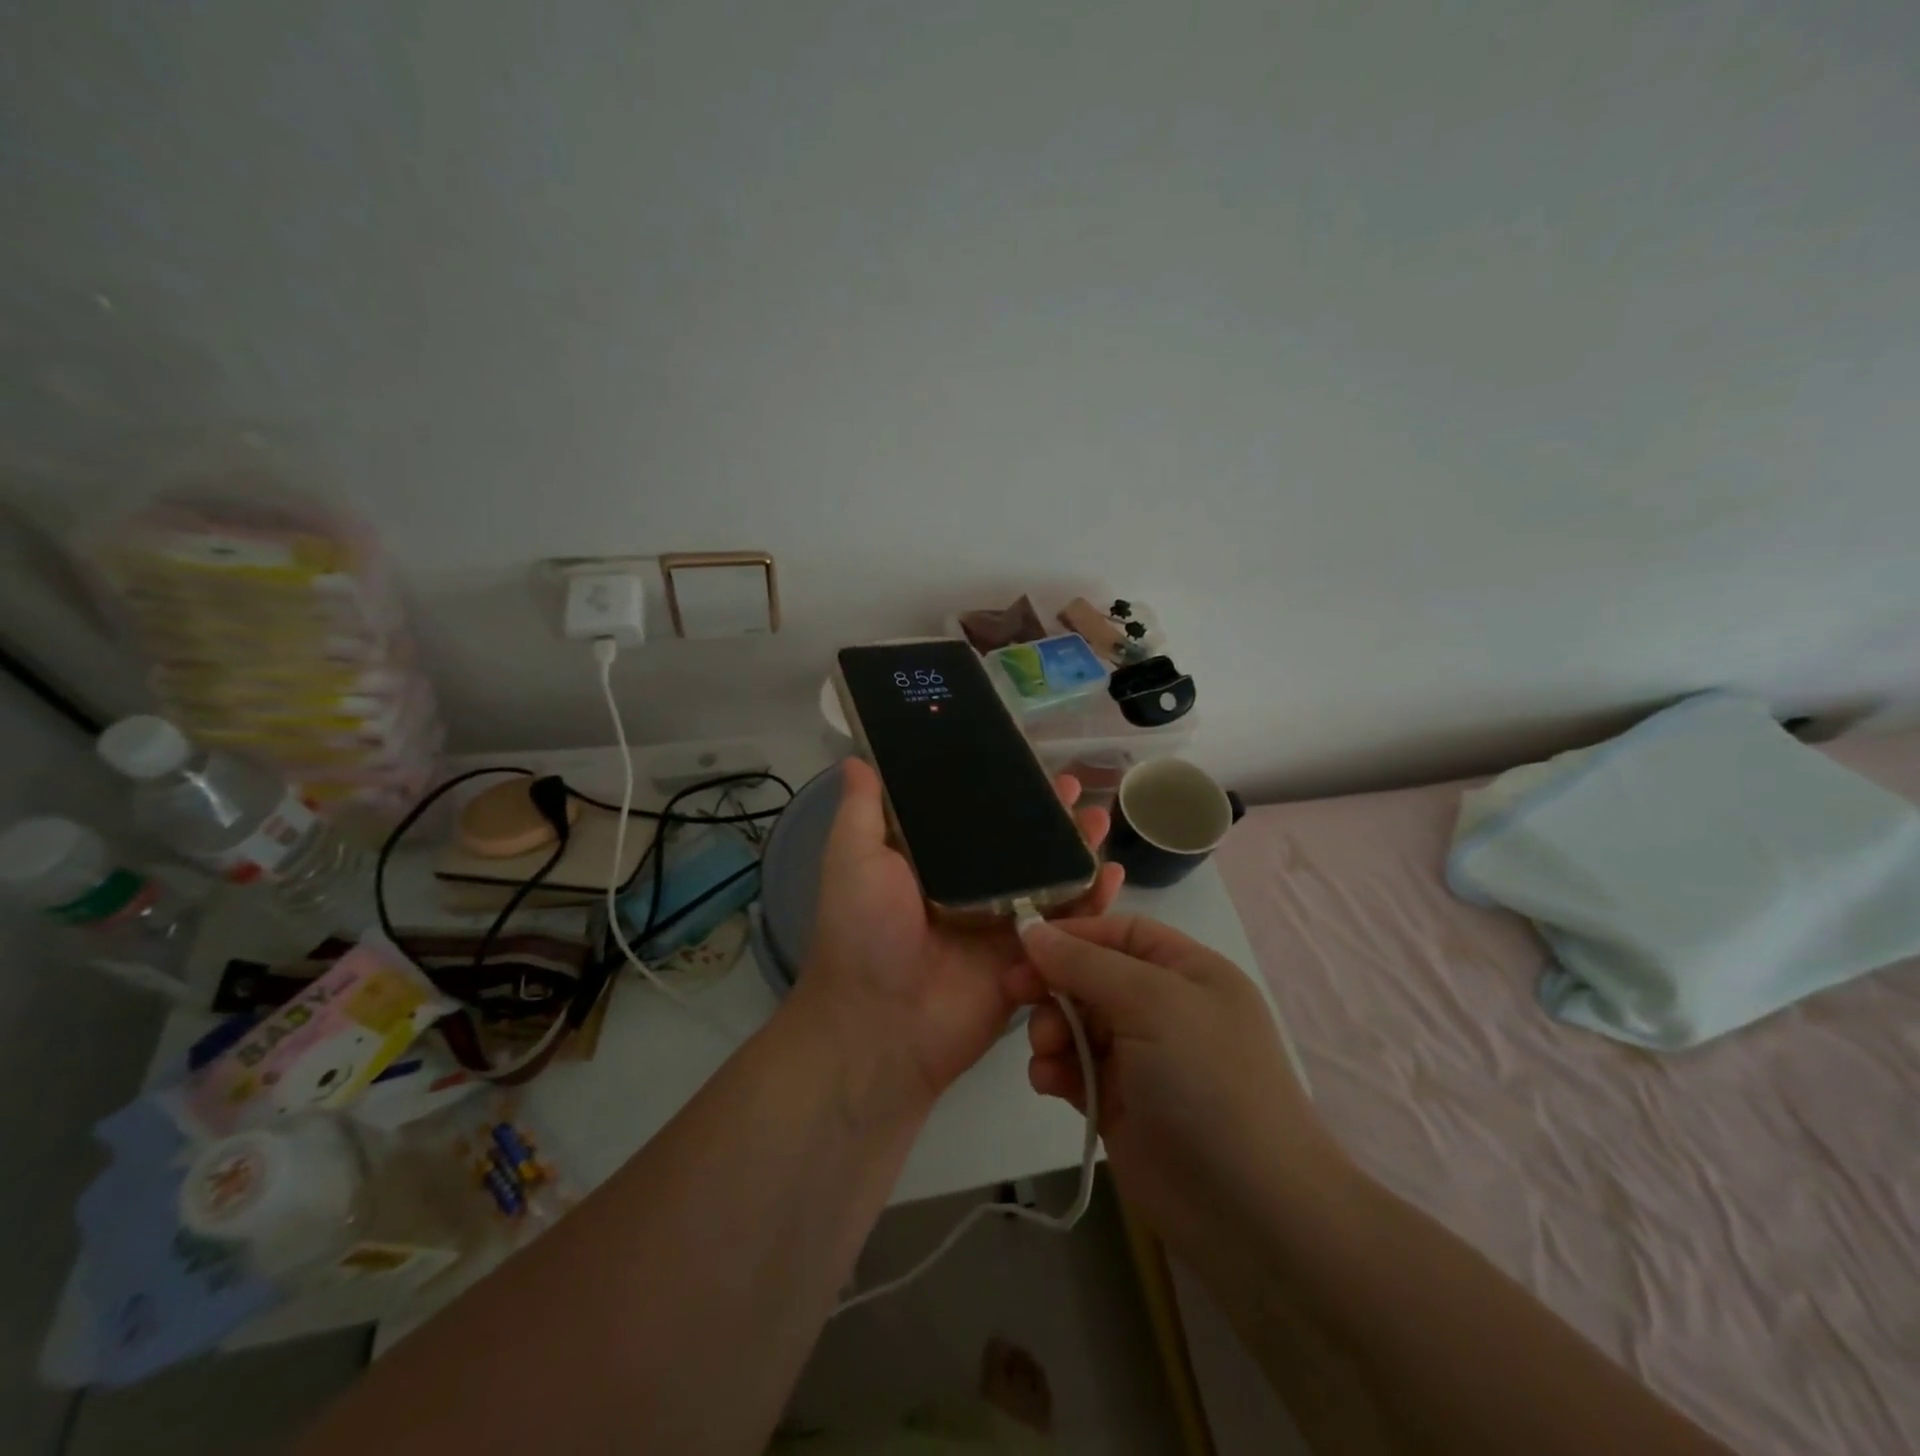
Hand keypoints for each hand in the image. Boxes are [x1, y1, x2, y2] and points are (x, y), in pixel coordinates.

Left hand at [794, 758, 1123, 1111]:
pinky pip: (1066, 927)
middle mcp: (971, 889)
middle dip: (1050, 817)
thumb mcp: (852, 859)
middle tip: (1076, 790)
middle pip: (1020, 845)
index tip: (1028, 763)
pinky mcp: (1027, 960)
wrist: (881, 1025)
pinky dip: (1092, 902)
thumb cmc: (862, 932)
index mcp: (932, 863)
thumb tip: (858, 758)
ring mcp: (1002, 925)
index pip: (974, 816)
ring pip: (1050, 879)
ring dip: (1077, 850)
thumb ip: (862, 810)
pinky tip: (1111, 874)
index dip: (1002, 790)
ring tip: (1099, 820)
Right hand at [1006, 915, 1346, 1255]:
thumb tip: (1031, 928)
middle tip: (1013, 993)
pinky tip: (1048, 1081)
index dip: (1073, 933)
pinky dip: (1056, 1069)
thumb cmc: (1206, 1080)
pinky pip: (1075, 1069)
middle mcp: (1164, 1007)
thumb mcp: (1150, 1001)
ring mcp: (1142, 1058)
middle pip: (1091, 976)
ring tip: (1045, 1050)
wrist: (1248, 1209)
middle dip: (1053, 984)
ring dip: (1052, 1030)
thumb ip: (1085, 963)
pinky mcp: (1120, 1102)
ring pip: (1077, 1023)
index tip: (1024, 943)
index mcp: (1186, 971)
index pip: (1120, 932)